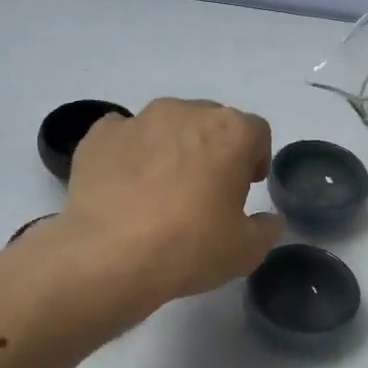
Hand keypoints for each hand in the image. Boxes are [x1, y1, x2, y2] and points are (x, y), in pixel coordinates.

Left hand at [57, 98, 282, 305]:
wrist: (108, 255)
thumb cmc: (188, 247)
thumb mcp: (245, 251)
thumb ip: (265, 229)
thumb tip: (268, 219)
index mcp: (229, 132)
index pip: (255, 132)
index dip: (255, 158)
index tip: (246, 187)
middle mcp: (185, 112)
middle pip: (210, 122)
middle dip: (213, 149)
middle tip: (206, 191)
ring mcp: (138, 120)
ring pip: (166, 126)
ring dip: (172, 148)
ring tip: (161, 189)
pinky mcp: (99, 135)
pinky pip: (123, 136)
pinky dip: (129, 153)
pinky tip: (125, 186)